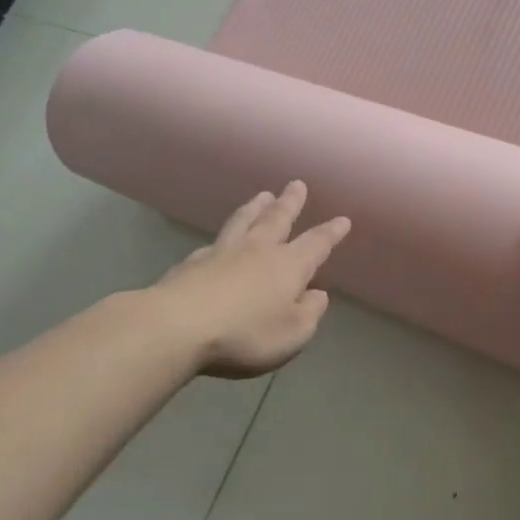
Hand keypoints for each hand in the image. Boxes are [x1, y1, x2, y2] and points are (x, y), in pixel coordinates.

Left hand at [155, 181, 350, 377]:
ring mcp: (222, 253)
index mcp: (289, 266)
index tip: (343, 219)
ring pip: (244, 222)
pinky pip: (214, 243)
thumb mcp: (292, 334)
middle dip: (290, 203)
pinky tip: (219, 241)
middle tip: (297, 184)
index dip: (331, 232)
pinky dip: (224, 237)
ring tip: (262, 195)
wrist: (176, 327)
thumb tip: (317, 294)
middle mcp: (258, 251)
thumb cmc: (245, 334)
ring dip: (255, 208)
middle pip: (277, 219)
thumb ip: (309, 313)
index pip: (316, 243)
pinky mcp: (191, 264)